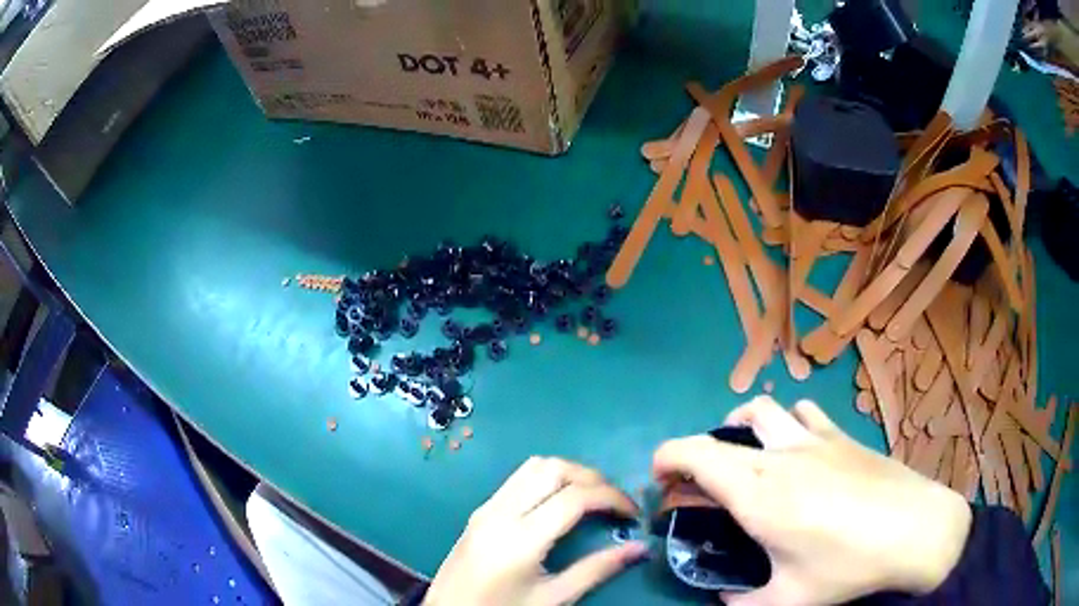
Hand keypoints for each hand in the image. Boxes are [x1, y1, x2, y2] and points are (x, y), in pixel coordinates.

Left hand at [425, 457, 646, 604]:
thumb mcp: (553, 597)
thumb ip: (597, 569)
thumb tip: (641, 548)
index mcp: (521, 538)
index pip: (575, 497)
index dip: (612, 497)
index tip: (633, 513)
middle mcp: (501, 512)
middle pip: (554, 469)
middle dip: (592, 477)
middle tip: (615, 501)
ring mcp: (487, 507)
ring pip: (534, 465)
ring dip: (569, 472)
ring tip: (592, 496)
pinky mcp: (480, 509)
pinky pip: (518, 477)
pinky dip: (547, 477)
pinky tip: (560, 500)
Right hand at [653, 396, 971, 605]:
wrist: (915, 529)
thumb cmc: (848, 566)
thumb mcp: (788, 602)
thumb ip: (742, 604)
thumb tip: (724, 598)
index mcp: (758, 494)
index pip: (694, 454)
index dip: (666, 459)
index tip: (660, 482)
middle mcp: (779, 456)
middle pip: (720, 432)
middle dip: (695, 454)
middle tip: (698, 486)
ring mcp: (814, 439)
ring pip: (762, 411)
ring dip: (739, 429)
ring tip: (745, 458)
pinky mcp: (842, 435)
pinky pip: (802, 413)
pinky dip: (786, 423)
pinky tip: (798, 448)